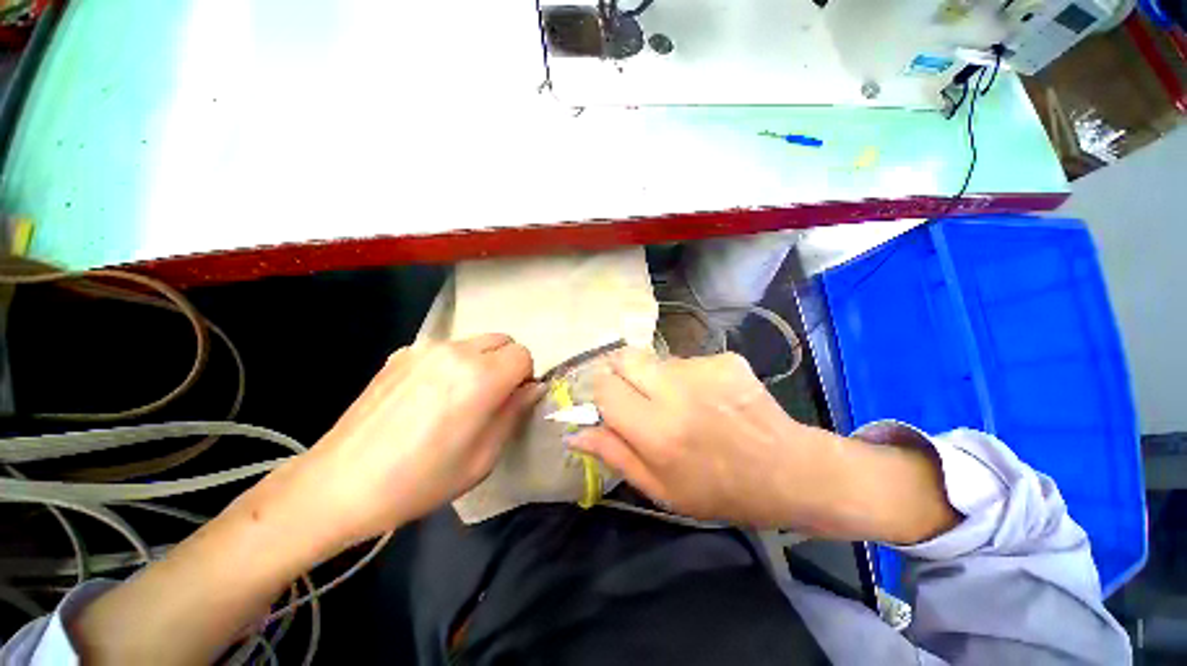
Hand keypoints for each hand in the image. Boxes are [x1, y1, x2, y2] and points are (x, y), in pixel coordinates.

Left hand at [269, 334, 539, 551]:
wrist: (339, 485)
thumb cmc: (420, 480)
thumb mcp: (483, 458)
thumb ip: (514, 413)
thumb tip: (533, 388)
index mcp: (479, 377)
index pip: (523, 354)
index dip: (524, 377)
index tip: (512, 400)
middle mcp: (454, 352)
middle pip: (501, 340)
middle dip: (506, 364)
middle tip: (491, 398)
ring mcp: (423, 349)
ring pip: (474, 342)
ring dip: (480, 362)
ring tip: (457, 398)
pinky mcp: (400, 354)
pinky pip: (444, 349)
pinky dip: (452, 364)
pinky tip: (428, 397)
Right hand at [571, 349, 820, 527]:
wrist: (788, 470)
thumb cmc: (719, 490)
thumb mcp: (660, 488)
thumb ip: (614, 454)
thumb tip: (574, 432)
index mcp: (657, 430)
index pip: (605, 388)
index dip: (601, 394)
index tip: (611, 405)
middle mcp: (677, 392)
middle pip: (624, 357)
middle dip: (621, 374)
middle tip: (638, 397)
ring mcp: (704, 369)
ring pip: (655, 360)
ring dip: (656, 378)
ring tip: (680, 403)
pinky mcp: (724, 359)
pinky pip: (687, 361)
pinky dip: (686, 377)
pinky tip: (707, 399)